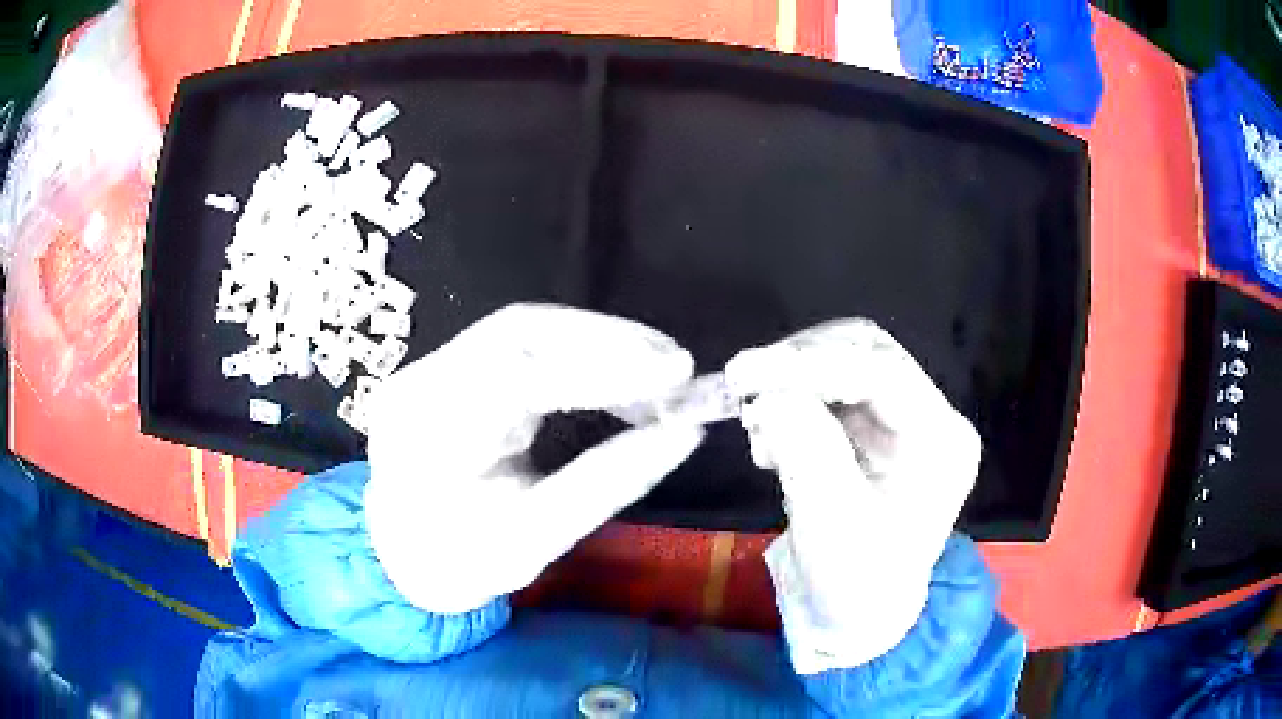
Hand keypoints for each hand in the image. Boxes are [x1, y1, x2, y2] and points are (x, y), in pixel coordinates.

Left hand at [365, 304, 703, 614]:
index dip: (603, 367)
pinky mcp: (448, 366)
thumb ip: (610, 481)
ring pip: (524, 329)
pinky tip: (618, 376)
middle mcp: (419, 385)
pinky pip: (521, 344)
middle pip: (519, 332)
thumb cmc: (460, 563)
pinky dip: (580, 354)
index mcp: (427, 439)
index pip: (516, 377)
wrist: (401, 555)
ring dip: (601, 344)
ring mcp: (429, 367)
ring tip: (661, 377)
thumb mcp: (537, 541)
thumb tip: (684, 432)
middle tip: (678, 369)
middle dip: (610, 342)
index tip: (676, 375)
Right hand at [725, 319, 981, 673]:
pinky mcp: (875, 430)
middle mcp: (931, 417)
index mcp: (942, 440)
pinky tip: (771, 443)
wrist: (859, 616)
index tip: (746, 372)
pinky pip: (829, 393)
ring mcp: (904, 421)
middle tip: (746, 390)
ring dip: (793, 385)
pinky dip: (792, 405)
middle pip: (866, 353)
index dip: (811, 365)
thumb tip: (772, 393)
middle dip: (801, 366)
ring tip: (758, 429)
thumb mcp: (832, 525)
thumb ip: (807, 452)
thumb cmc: (855, 583)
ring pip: (844, 365)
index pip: (882, 373)